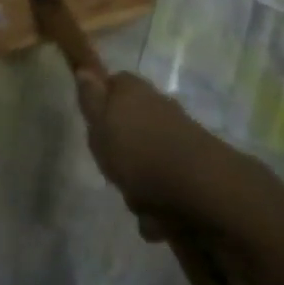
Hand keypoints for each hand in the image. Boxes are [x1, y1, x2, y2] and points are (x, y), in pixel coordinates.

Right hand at [74, 69, 233, 237]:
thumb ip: (90, 98)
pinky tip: (158, 218)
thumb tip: (84, 67)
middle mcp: (159, 108)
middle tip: (111, 168)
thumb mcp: (100, 123)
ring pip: (147, 159)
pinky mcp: (194, 168)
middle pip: (131, 126)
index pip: (115, 84)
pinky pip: (166, 186)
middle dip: (120, 152)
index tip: (94, 125)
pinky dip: (160, 205)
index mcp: (134, 92)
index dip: (101, 102)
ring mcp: (179, 138)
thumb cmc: (138, 151)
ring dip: (139, 185)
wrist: (199, 188)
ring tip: (137, 202)